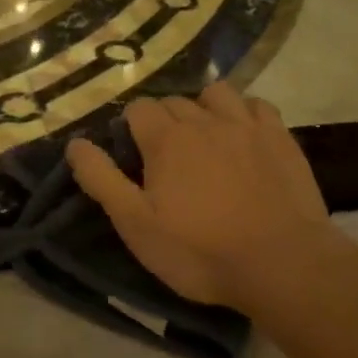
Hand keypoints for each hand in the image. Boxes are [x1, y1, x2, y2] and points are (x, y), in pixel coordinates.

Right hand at [65, 83, 330, 310]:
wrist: (282, 264)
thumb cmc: (200, 251)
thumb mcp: (136, 225)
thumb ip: (102, 180)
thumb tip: (75, 143)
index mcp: (166, 139)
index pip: (138, 109)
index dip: (131, 129)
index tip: (135, 157)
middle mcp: (204, 120)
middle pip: (174, 101)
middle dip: (164, 121)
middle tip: (166, 158)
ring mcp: (246, 124)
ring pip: (216, 94)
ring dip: (204, 108)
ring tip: (206, 138)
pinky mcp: (281, 137)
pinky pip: (257, 106)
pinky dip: (245, 113)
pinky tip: (244, 137)